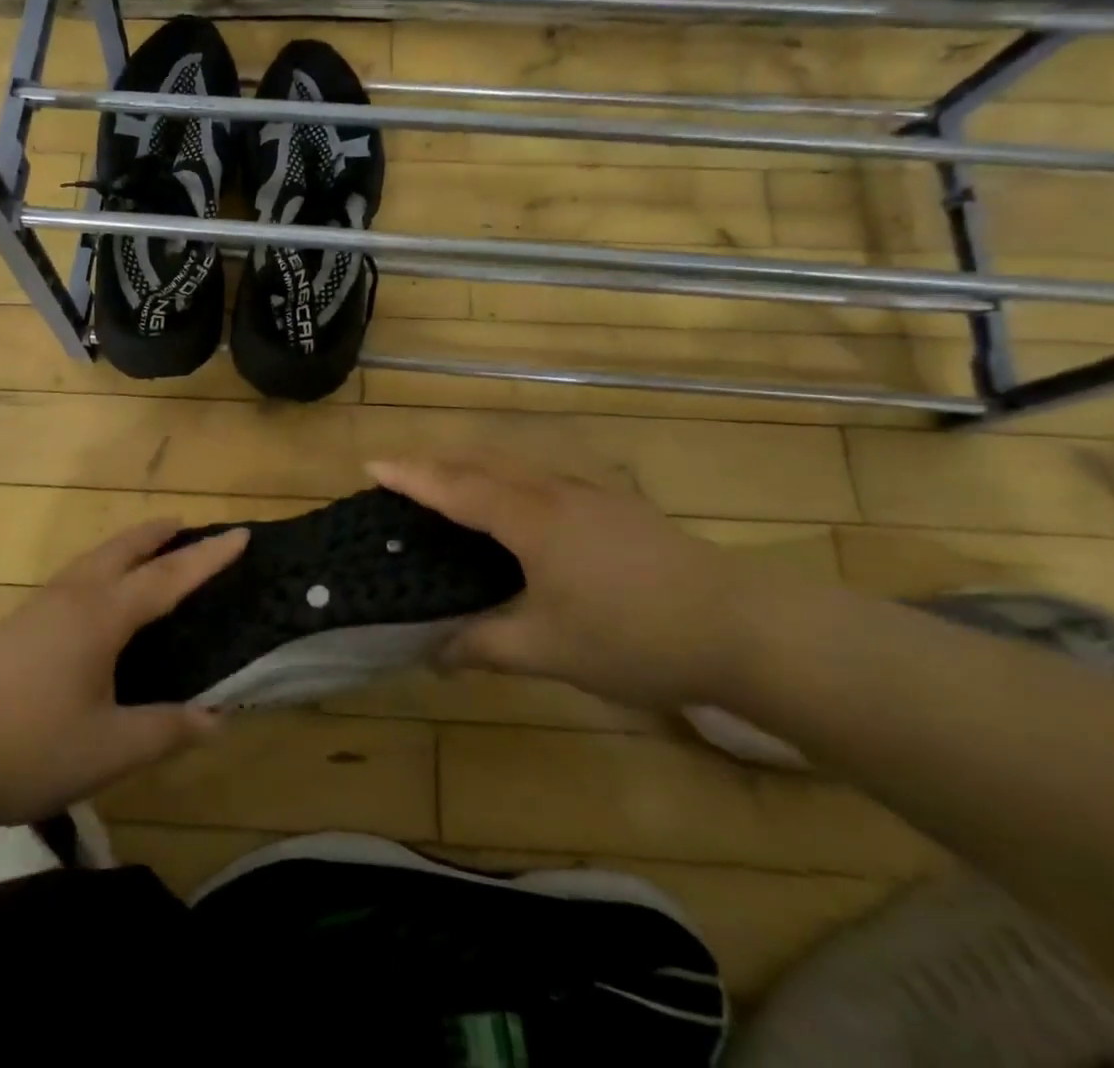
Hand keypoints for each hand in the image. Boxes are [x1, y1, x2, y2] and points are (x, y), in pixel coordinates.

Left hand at [0, 521, 245, 828]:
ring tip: (144, 549)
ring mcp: (38, 607)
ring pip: (91, 560)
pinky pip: (71, 578)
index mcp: (102, 616)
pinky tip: (91, 596)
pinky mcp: (14, 625)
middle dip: (157, 534)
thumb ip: (168, 730)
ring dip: (124, 547)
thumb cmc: (31, 748)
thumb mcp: (111, 748)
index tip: (240, 533)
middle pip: (123, 550)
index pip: (168, 578)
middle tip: (184, 524)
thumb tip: (220, 718)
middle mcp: (72, 598)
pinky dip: (98, 568)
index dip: (208, 557)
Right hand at [368, 457, 749, 707]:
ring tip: (449, 478)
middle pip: (481, 462)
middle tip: (401, 475)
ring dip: (474, 462)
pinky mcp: (617, 500)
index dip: (410, 476)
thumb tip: (430, 654)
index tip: (371, 466)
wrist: (742, 627)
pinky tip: (523, 491)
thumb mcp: (549, 651)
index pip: (454, 487)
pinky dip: (513, 470)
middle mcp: (554, 490)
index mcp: (529, 518)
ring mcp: (590, 490)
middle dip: (435, 463)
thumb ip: (483, 646)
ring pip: (516, 460)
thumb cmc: (634, 636)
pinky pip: (546, 469)